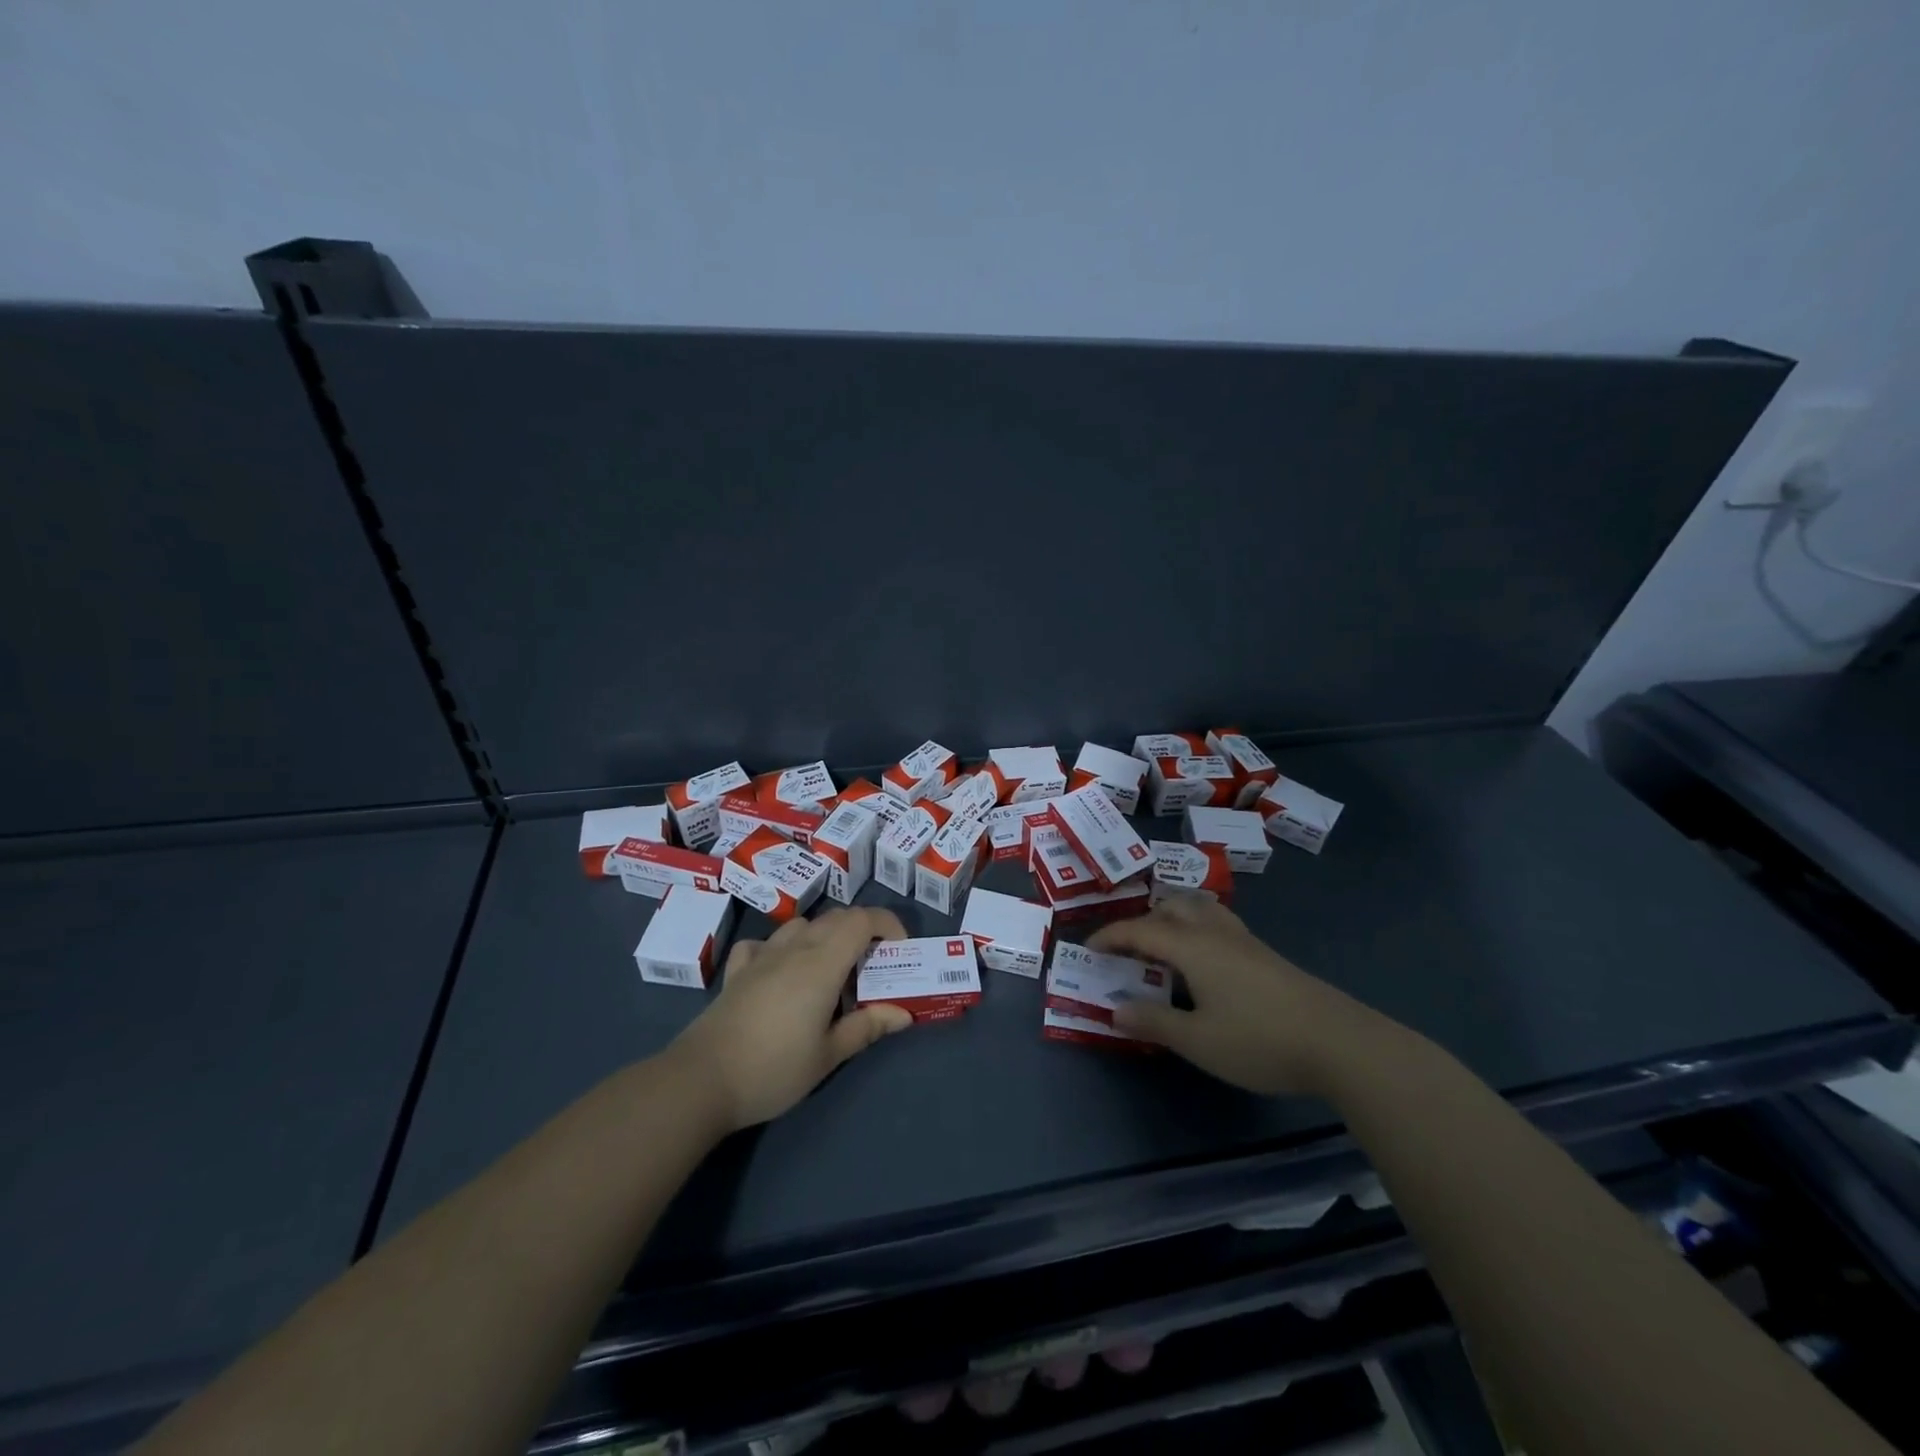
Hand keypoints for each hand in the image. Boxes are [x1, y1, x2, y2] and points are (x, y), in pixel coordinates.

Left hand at [668, 907, 913, 1130]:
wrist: (702, 1080)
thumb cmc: (774, 1068)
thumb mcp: (828, 1055)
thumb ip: (867, 1027)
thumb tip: (903, 1013)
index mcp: (823, 963)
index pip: (863, 920)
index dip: (887, 924)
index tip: (900, 949)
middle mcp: (794, 948)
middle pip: (836, 918)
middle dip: (862, 931)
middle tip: (872, 968)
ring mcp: (762, 956)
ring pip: (801, 925)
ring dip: (824, 936)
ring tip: (830, 970)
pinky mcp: (737, 970)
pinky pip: (764, 944)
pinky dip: (780, 948)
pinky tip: (779, 971)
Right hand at [1088, 894, 1391, 1095]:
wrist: (1339, 1043)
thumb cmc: (1259, 1040)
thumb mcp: (1197, 1040)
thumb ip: (1153, 1021)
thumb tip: (1115, 1008)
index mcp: (1192, 946)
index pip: (1140, 930)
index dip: (1111, 936)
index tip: (1089, 948)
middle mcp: (1215, 932)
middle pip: (1171, 908)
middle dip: (1142, 922)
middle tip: (1127, 950)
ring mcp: (1244, 941)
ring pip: (1199, 910)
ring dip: (1172, 919)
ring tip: (1162, 947)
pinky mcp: (1265, 954)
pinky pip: (1217, 924)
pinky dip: (1195, 929)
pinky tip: (1203, 962)